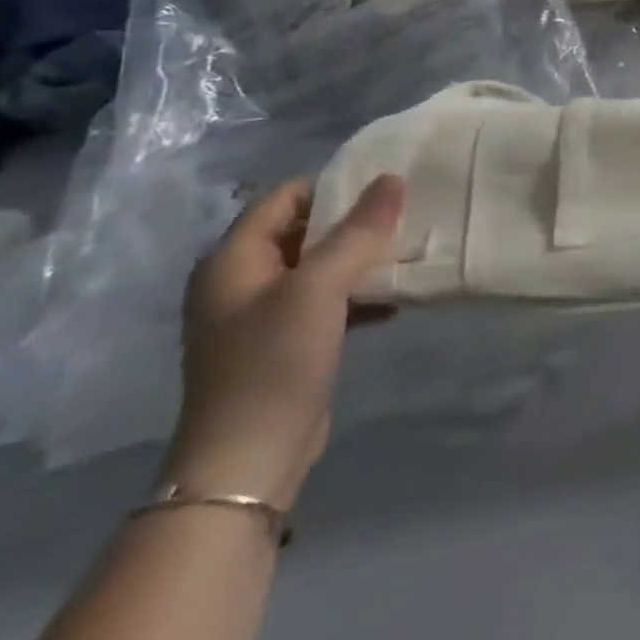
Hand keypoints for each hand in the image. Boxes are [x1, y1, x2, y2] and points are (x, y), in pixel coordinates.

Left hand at [163, 176, 403, 509]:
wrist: (248, 460)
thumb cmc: (274, 362)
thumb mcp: (320, 287)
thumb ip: (358, 231)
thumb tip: (393, 179)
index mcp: (232, 260)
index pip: (284, 197)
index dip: (332, 184)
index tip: (385, 184)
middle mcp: (240, 281)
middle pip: (302, 229)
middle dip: (353, 221)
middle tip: (405, 212)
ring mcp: (260, 316)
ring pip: (318, 266)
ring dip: (359, 258)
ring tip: (407, 250)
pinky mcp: (283, 344)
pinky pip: (325, 301)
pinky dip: (357, 294)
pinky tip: (394, 300)